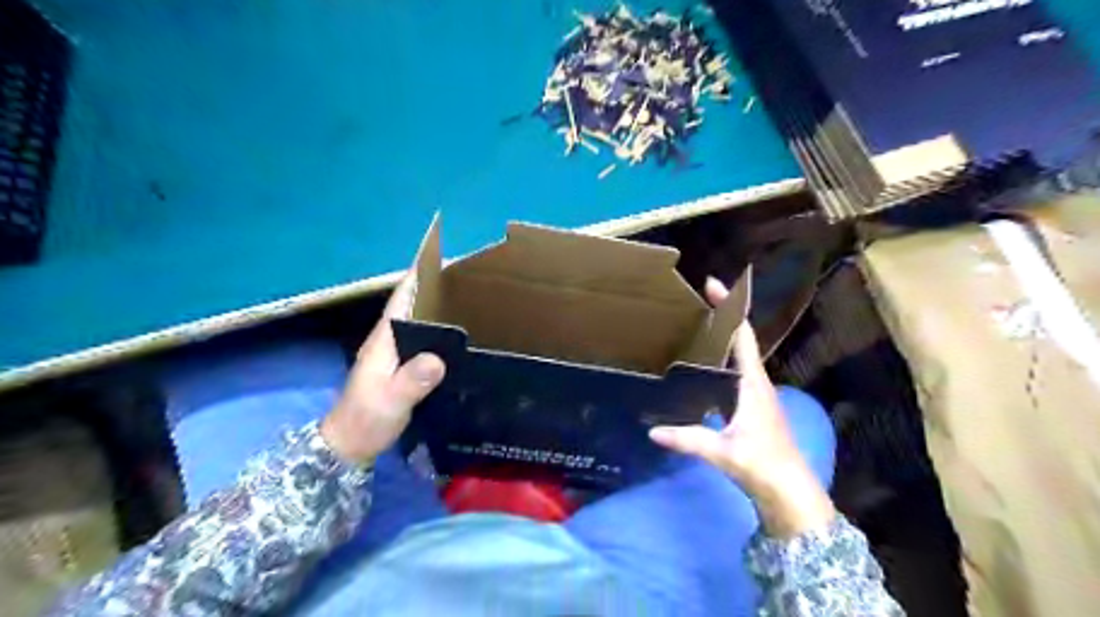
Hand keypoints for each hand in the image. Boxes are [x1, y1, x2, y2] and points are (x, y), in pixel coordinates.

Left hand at [324, 272, 446, 463]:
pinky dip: (435, 331)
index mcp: (382, 341)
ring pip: (416, 323)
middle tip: (465, 279)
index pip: (399, 300)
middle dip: (432, 289)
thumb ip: (412, 380)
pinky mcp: (399, 367)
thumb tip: (438, 358)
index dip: (415, 278)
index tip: (438, 260)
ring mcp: (392, 354)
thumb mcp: (391, 401)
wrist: (350, 446)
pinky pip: (421, 340)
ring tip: (466, 301)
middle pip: (410, 306)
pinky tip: (455, 336)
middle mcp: (387, 341)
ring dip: (435, 309)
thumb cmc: (367, 420)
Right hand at [646, 277, 832, 537]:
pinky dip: (718, 364)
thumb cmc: (764, 466)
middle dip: (721, 319)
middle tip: (692, 306)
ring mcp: (755, 395)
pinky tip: (699, 373)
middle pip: (740, 341)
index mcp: (753, 384)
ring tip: (691, 332)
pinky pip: (733, 375)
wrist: (791, 493)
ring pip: (737, 358)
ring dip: (719, 341)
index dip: (730, 308)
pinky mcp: (751, 408)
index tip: (712, 284)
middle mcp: (756, 383)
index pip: (743, 336)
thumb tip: (652, 430)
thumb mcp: (723, 452)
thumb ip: (688, 439)